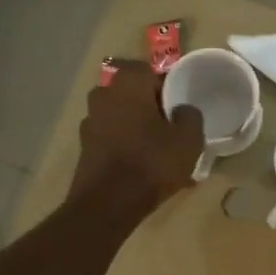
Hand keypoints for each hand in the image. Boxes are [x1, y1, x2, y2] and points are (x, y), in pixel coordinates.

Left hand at [69, 65, 203, 214]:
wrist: (108, 204)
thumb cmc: (151, 163)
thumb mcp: (188, 139)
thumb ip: (190, 115)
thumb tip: (183, 110)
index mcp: (127, 84)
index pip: (149, 70)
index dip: (167, 86)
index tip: (180, 105)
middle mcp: (103, 95)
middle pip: (133, 94)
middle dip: (151, 107)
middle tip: (170, 127)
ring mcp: (89, 122)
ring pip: (121, 117)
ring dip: (137, 128)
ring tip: (158, 151)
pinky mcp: (84, 148)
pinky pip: (112, 139)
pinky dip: (125, 146)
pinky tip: (142, 167)